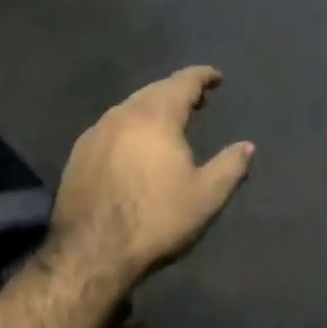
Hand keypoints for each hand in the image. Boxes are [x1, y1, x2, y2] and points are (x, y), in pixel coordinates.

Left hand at [52, 66, 254, 279]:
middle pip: (154, 90)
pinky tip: (134, 145)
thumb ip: (230, 166)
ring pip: (130, 107)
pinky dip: (130, 126)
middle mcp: (123, 114)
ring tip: (169, 121)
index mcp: (156, 117)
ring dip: (152, 107)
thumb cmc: (155, 219)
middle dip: (178, 90)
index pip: (183, 82)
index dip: (202, 76)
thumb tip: (247, 146)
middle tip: (197, 100)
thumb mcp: (205, 196)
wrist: (90, 251)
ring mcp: (96, 132)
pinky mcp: (79, 153)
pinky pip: (111, 126)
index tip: (216, 77)